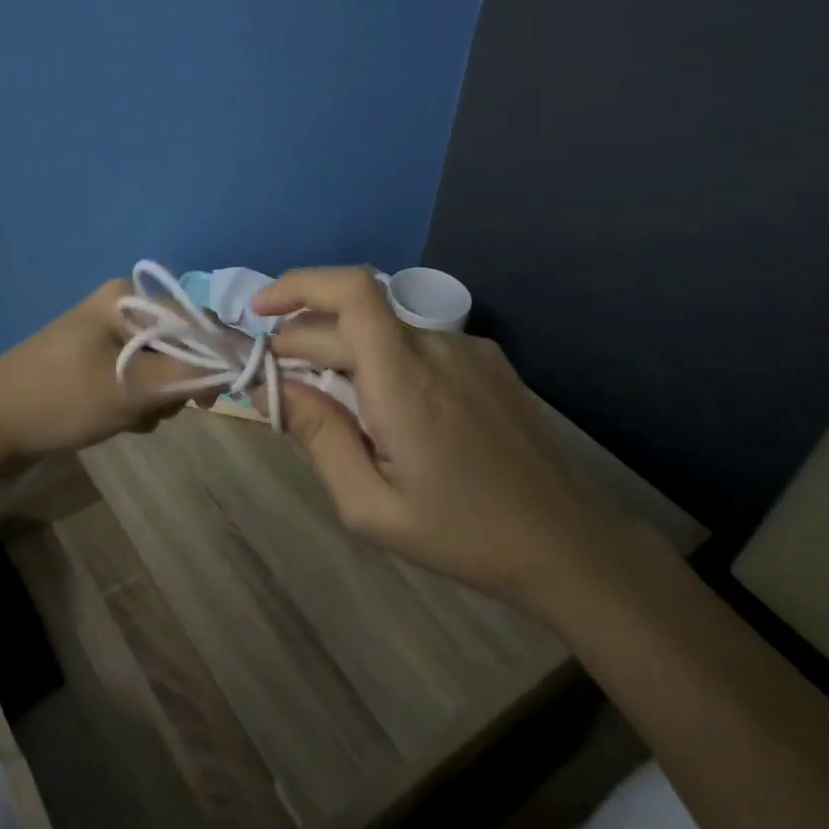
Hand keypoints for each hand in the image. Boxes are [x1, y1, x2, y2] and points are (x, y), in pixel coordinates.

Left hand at [0, 280, 200, 472]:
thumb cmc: (60, 398)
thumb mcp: (131, 388)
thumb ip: (190, 375)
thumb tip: (240, 364)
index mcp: (126, 297)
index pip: (195, 321)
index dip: (211, 358)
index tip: (208, 400)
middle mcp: (118, 308)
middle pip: (178, 345)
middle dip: (174, 384)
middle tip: (153, 410)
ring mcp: (102, 336)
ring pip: (158, 368)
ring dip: (154, 398)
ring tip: (128, 418)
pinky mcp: (91, 362)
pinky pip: (134, 379)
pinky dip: (134, 402)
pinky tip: (117, 421)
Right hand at [254, 267, 629, 611]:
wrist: (569, 543)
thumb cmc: (463, 533)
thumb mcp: (370, 506)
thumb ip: (318, 437)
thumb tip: (276, 386)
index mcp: (405, 379)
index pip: (350, 292)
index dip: (298, 285)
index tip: (260, 313)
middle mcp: (436, 346)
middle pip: (353, 316)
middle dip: (304, 338)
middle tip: (280, 382)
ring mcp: (467, 348)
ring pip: (383, 330)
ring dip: (344, 351)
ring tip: (333, 402)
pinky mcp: (487, 359)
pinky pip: (416, 344)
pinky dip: (383, 359)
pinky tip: (387, 407)